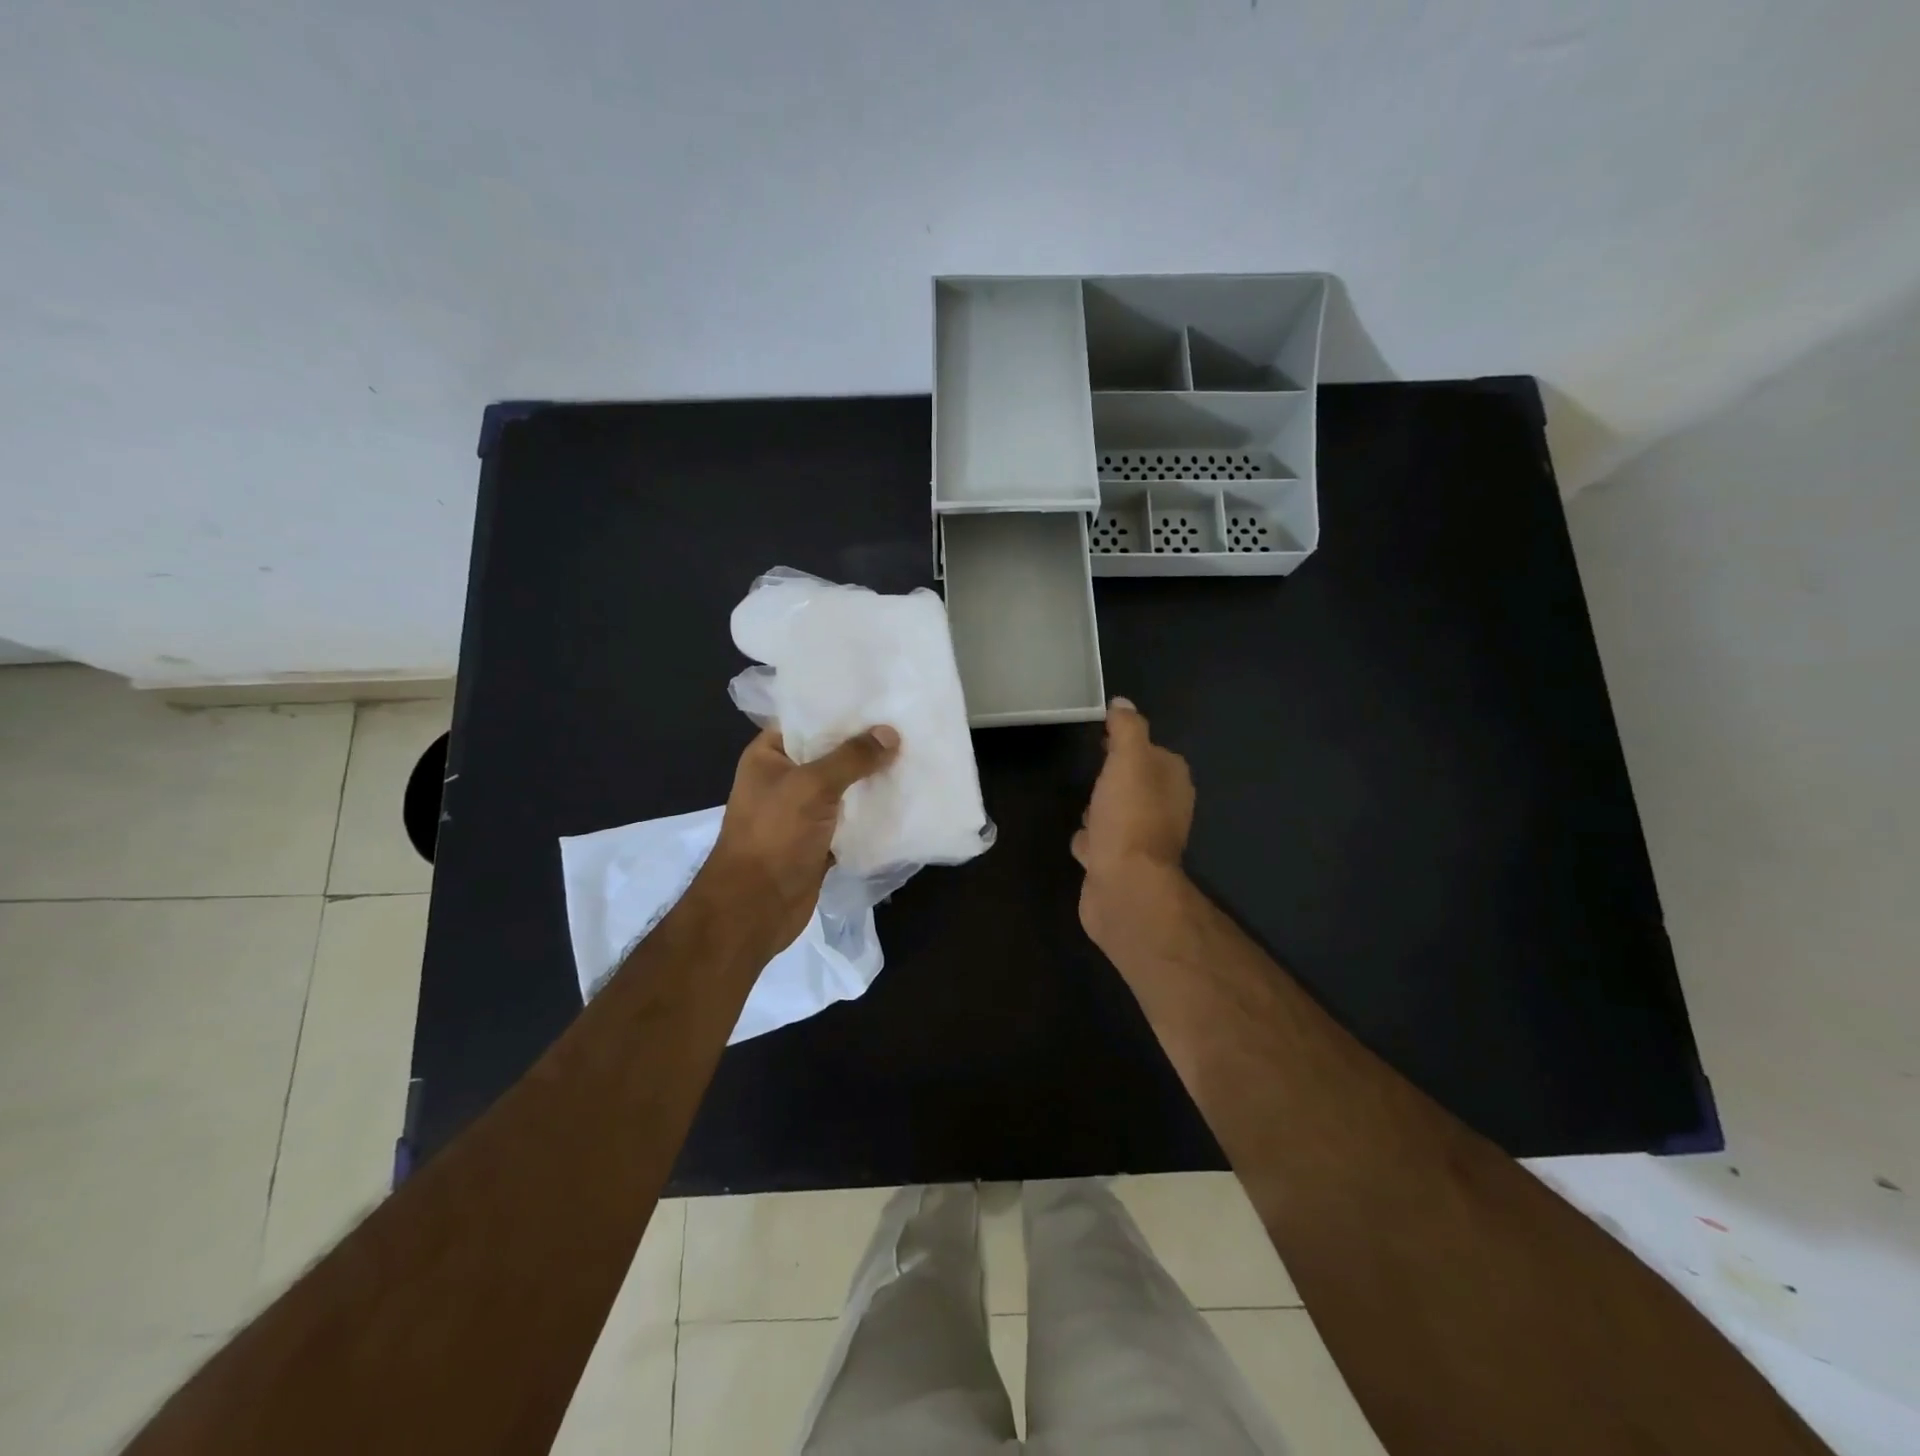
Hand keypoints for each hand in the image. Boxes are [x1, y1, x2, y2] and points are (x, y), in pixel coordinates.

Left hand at [702, 725, 899, 945]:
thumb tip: (889, 733)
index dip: (842, 711)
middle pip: (831, 754)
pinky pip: (851, 819)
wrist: (755, 908)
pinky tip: (905, 799)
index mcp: (769, 756)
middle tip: (909, 728)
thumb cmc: (774, 836)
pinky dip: (872, 813)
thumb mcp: (811, 787)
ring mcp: (802, 812)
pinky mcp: (819, 840)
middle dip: (866, 746)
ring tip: (914, 758)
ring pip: (844, 788)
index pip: (808, 720)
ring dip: (873, 780)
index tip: (882, 700)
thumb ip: (851, 758)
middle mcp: (784, 779)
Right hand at [1073, 698, 1193, 942]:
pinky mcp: (1121, 865)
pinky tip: (1081, 842)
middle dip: (1114, 778)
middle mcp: (1164, 810)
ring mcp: (1142, 840)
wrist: (1124, 886)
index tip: (1102, 738)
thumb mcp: (1128, 760)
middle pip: (1135, 784)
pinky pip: (1103, 843)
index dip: (1128, 743)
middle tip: (1092, 772)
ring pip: (1117, 814)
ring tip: (1084, 809)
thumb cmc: (1129, 817)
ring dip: (1100, 811)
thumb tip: (1122, 703)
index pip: (1153, 751)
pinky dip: (1091, 840)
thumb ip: (1127, 729)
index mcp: (1172, 781)